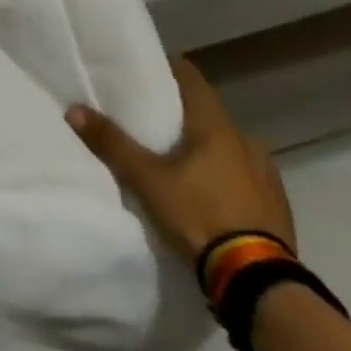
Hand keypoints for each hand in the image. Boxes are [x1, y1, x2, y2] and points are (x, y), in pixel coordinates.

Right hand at [65, 57, 294, 263]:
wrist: (257, 280)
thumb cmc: (199, 215)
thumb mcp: (147, 180)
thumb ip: (112, 144)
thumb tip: (74, 109)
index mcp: (216, 125)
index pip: (191, 78)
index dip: (168, 70)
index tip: (146, 72)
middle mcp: (245, 140)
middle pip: (208, 114)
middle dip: (182, 116)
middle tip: (152, 123)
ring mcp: (266, 173)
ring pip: (228, 147)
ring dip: (206, 149)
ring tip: (179, 163)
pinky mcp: (276, 204)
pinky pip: (245, 177)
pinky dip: (226, 177)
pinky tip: (210, 195)